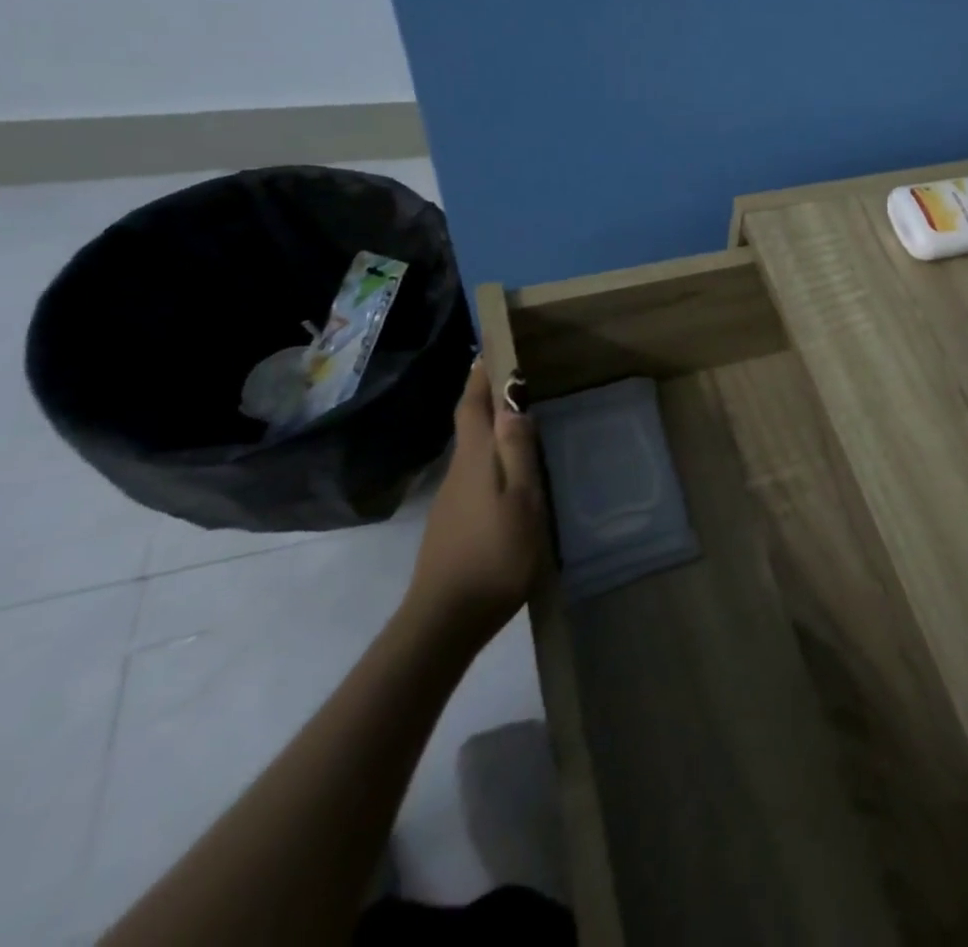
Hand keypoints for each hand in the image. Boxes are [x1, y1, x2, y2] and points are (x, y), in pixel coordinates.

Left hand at [402, 360, 551, 647]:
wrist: (445, 621)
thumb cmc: (494, 555)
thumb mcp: (522, 500)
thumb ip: (518, 451)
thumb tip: (514, 401)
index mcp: (474, 461)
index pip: (471, 405)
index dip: (480, 375)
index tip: (491, 346)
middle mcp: (457, 473)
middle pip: (469, 424)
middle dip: (486, 396)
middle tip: (517, 376)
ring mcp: (451, 500)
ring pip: (472, 451)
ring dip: (491, 428)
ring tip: (523, 419)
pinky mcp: (452, 523)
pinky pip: (475, 474)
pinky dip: (492, 457)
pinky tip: (513, 474)